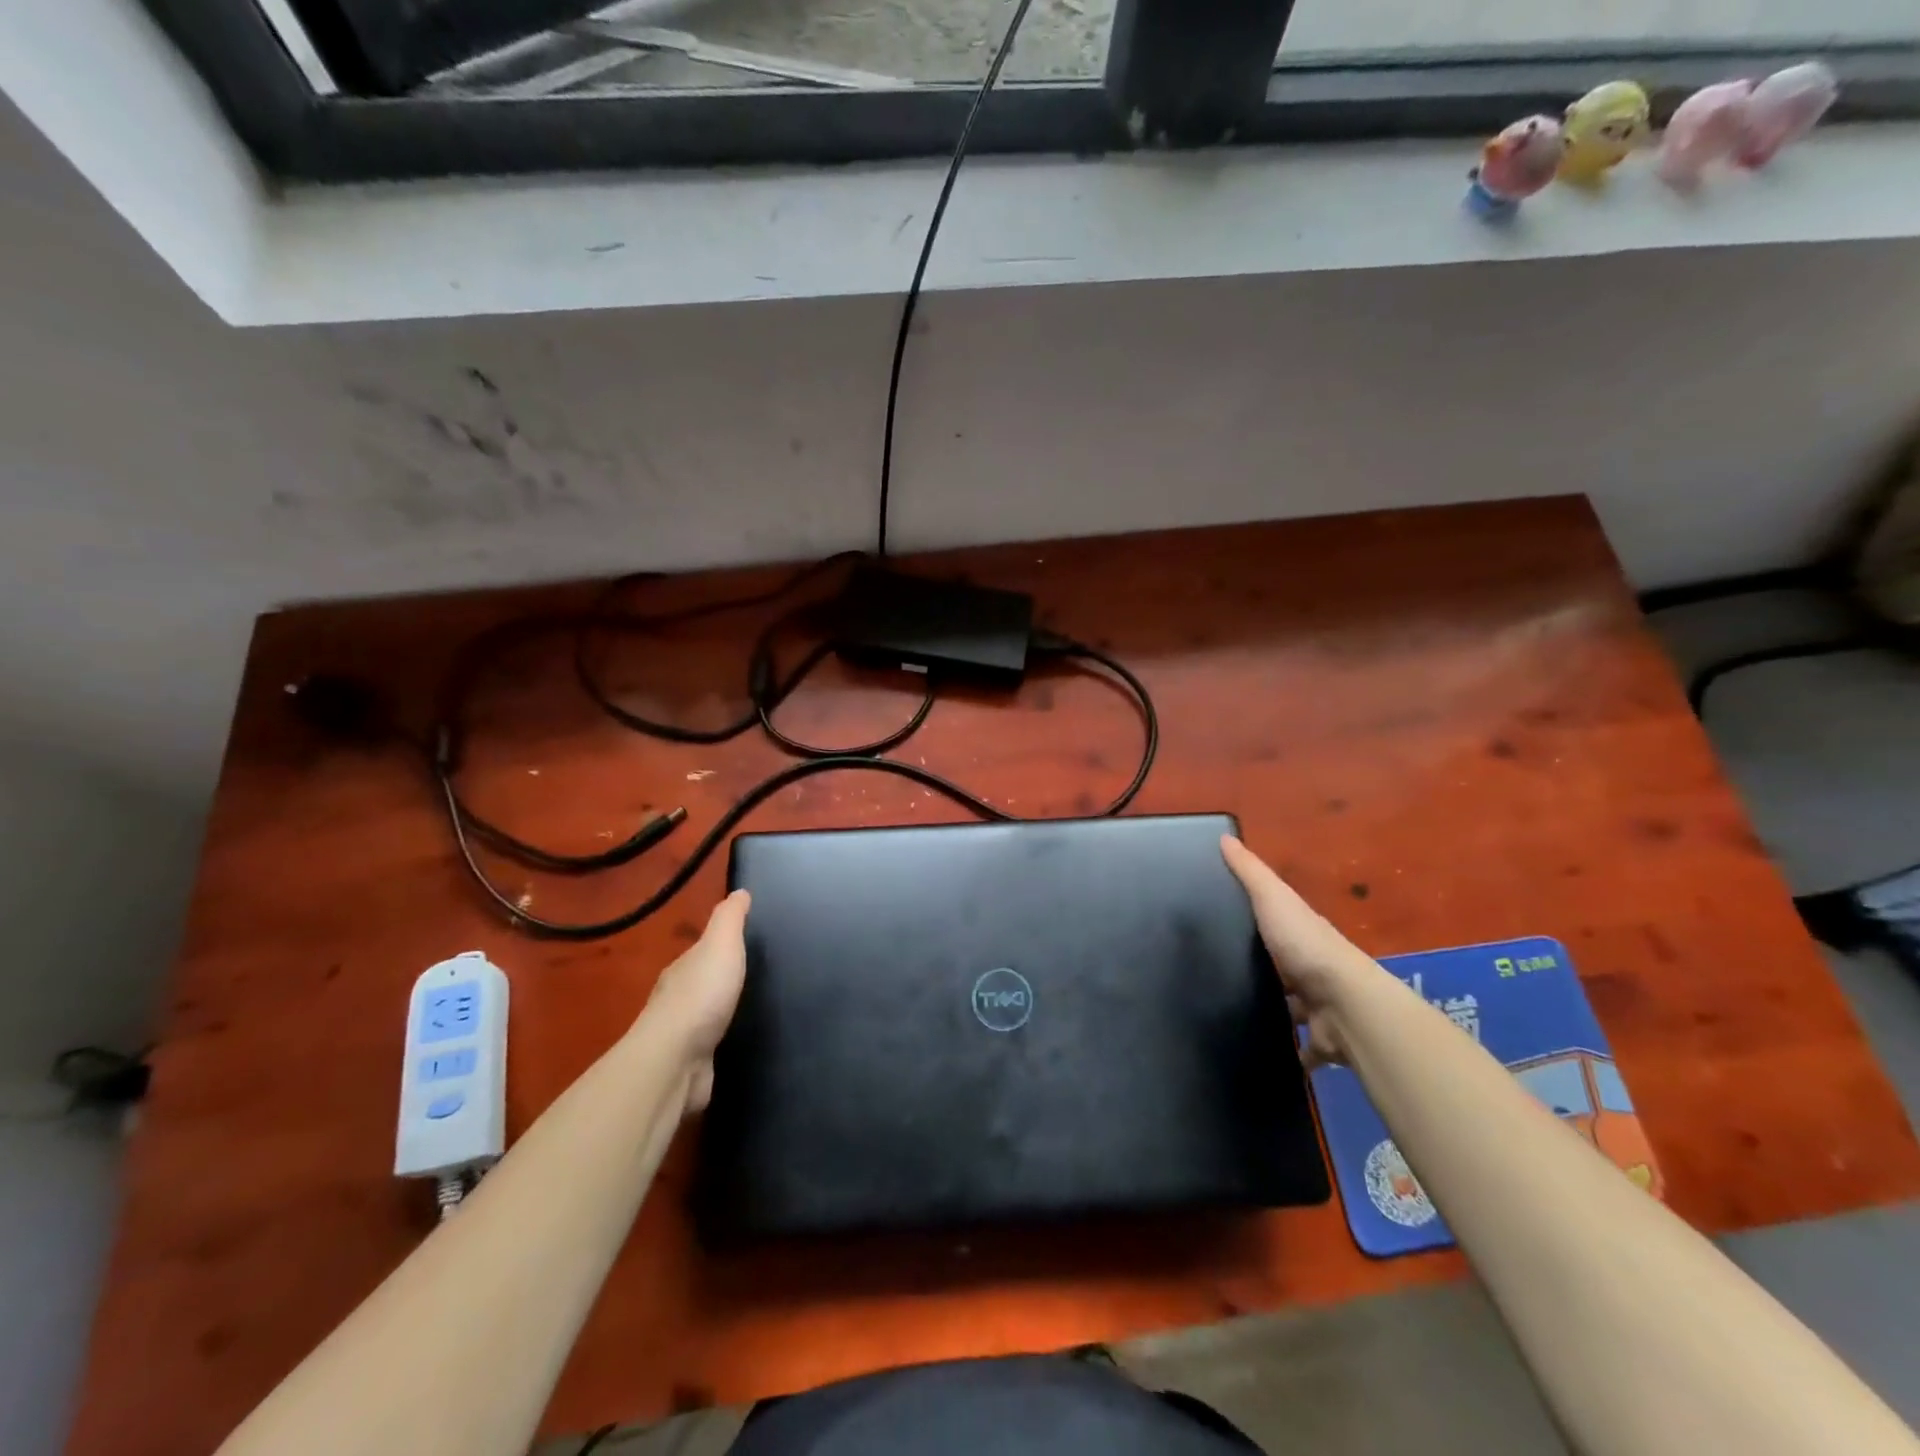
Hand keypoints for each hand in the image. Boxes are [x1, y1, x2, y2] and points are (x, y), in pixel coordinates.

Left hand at [642, 889, 749, 1112]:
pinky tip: (738, 1044)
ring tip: (752, 1010)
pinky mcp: (690, 1067)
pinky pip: (709, 1049)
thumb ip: (730, 919)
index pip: (702, 951)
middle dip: (721, 980)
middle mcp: (677, 1000)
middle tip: (753, 977)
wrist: (675, 1060)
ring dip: (721, 1014)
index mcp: (683, 969)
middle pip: (702, 983)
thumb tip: (739, 891)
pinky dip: (720, 1044)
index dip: (722, 946)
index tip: (744, 944)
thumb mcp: (720, 945)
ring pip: (705, 1018)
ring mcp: (681, 1036)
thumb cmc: (701, 995)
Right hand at [1221, 836, 1373, 1070]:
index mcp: (1301, 932)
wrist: (1346, 1005)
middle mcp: (1312, 968)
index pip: (1275, 922)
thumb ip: (1249, 872)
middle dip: (1259, 972)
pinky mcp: (1320, 1041)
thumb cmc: (1306, 946)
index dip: (1251, 919)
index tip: (1217, 921)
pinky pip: (1300, 1050)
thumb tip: (1223, 836)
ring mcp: (1318, 1007)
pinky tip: (1257, 1054)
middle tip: (1214, 974)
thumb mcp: (1272, 898)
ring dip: (1271, 1013)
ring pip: (1290, 1010)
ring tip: (1227, 1015)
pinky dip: (1288, 1054)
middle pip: (1282, 968)